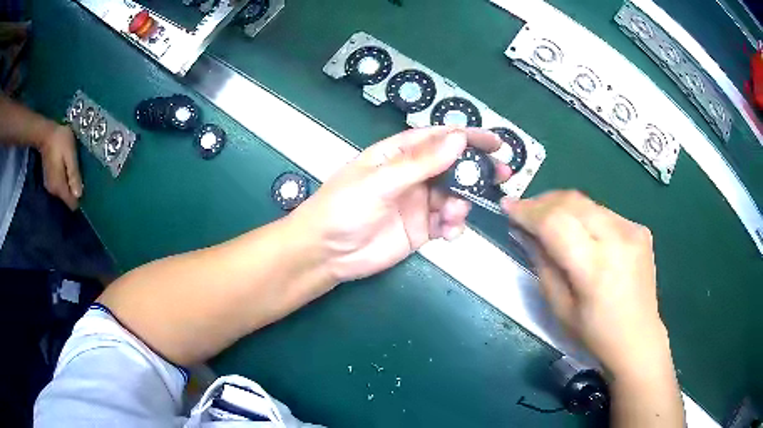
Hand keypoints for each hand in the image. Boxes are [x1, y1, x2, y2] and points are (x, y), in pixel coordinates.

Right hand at [37, 124, 82, 209]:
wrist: (46, 133)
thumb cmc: (59, 141)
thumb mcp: (70, 154)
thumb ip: (73, 174)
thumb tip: (79, 194)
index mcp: (59, 187)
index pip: (71, 204)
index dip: (80, 199)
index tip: (86, 189)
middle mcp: (53, 192)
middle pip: (68, 199)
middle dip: (75, 192)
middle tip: (82, 178)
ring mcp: (50, 186)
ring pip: (64, 193)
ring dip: (70, 186)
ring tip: (76, 173)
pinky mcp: (49, 181)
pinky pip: (60, 186)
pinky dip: (65, 182)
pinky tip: (68, 171)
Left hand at [293, 127, 511, 281]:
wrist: (326, 253)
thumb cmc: (344, 208)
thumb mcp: (380, 182)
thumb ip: (421, 163)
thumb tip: (458, 139)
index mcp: (398, 154)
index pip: (438, 138)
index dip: (467, 137)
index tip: (494, 142)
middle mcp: (411, 175)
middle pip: (452, 166)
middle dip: (476, 170)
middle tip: (501, 175)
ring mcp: (417, 203)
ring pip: (453, 196)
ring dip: (462, 203)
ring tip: (455, 214)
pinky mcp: (420, 229)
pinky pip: (446, 223)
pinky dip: (454, 226)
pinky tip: (449, 232)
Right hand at [503, 191, 668, 375]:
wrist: (638, 337)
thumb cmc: (594, 334)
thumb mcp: (559, 307)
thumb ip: (543, 264)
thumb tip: (526, 232)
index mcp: (595, 268)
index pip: (556, 223)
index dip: (528, 211)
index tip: (507, 206)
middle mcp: (618, 240)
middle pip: (572, 202)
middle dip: (542, 202)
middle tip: (525, 211)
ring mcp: (632, 230)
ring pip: (587, 203)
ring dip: (562, 207)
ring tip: (547, 219)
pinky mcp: (639, 229)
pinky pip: (603, 212)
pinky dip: (584, 216)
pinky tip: (579, 232)